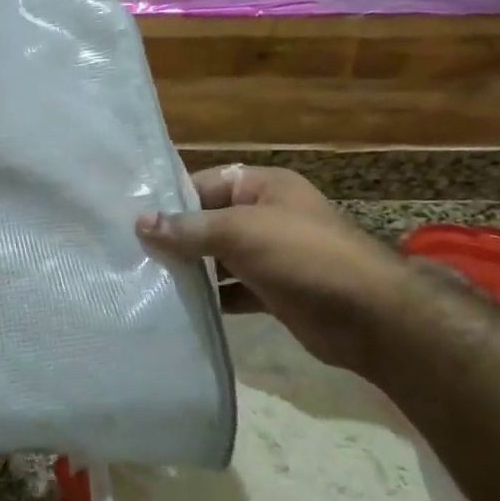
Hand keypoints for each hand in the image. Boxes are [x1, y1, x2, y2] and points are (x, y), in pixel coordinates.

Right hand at [137, 165, 414, 374]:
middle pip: (209, 221)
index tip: (130, 219)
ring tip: (145, 280)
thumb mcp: (241, 231)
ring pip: (219, 258)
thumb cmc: (303, 256)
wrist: (369, 316)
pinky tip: (180, 307)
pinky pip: (233, 289)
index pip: (205, 184)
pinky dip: (212, 297)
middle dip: (175, 237)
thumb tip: (140, 222)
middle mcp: (266, 216)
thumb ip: (189, 228)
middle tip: (130, 253)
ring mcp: (271, 256)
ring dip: (190, 269)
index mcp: (263, 187)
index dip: (170, 200)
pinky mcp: (273, 291)